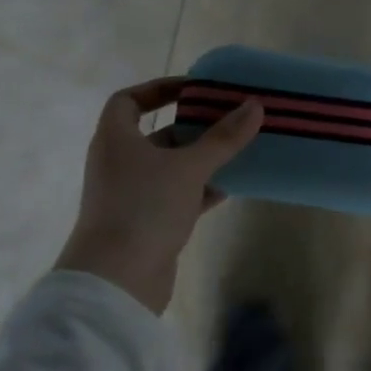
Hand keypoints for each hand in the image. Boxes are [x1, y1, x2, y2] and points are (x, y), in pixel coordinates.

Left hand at [55, 78, 262, 313]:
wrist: (116, 280)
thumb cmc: (145, 208)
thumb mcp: (189, 167)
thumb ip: (223, 137)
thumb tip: (254, 105)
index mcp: (115, 139)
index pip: (129, 101)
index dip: (159, 89)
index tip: (194, 89)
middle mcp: (118, 163)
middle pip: (155, 134)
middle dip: (191, 127)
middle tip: (228, 119)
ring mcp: (129, 195)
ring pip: (169, 167)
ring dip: (199, 160)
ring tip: (236, 152)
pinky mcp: (144, 223)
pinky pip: (174, 196)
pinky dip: (198, 191)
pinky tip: (227, 189)